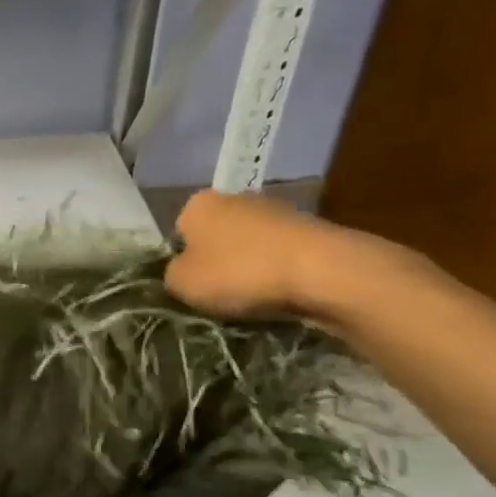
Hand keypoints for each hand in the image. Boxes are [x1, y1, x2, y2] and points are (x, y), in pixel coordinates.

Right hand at [163, 190, 344, 320]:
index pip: (179, 233)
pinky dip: (280, 272)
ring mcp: (276, 210)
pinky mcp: (311, 228)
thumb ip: (171, 275)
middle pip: (217, 235)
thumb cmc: (239, 272)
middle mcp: (234, 197)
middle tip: (221, 295)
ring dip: (251, 267)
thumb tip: (181, 273)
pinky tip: (284, 293)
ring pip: (251, 245)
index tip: (193, 286)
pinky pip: (282, 255)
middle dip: (219, 262)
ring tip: (256, 299)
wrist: (323, 271)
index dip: (183, 262)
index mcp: (197, 204)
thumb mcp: (183, 284)